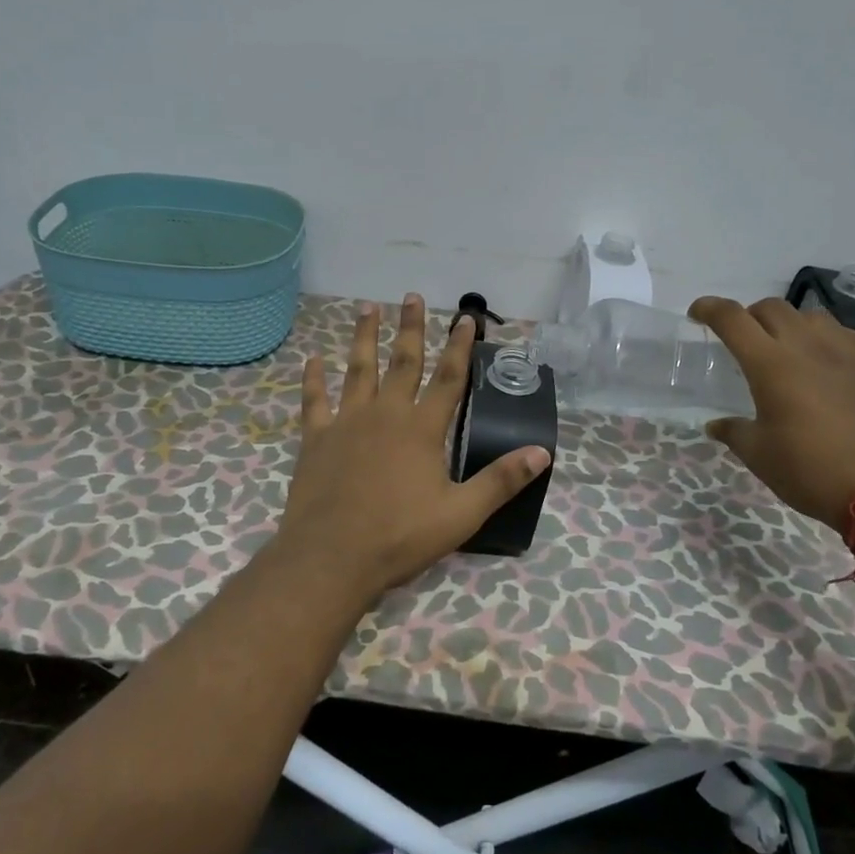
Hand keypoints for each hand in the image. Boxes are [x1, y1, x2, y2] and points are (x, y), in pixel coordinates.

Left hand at [273, 293, 550, 598]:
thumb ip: (501, 480)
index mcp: (422, 429)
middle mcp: (386, 414)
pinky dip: (313, 379)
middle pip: (403, 362)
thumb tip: (542, 452)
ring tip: (367, 308)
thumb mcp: (461, 514)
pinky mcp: (316, 439)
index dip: (460, 347)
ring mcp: (347, 422)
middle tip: (411, 296)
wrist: (332, 557)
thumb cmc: (400, 536)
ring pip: (358, 369)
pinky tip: (312, 360)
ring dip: (364, 337)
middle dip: (411, 328)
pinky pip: (314, 401)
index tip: (466, 318)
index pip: (448, 378)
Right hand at [689, 296, 854, 531]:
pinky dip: (826, 337)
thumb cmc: (812, 472)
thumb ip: (734, 432)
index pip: (732, 318)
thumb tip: (715, 425)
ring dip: (788, 323)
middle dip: (748, 316)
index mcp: (771, 365)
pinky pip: (845, 333)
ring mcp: (846, 352)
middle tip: (742, 340)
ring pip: (810, 315)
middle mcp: (807, 347)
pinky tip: (827, 359)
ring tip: (785, 348)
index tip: (697, 313)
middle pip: (770, 308)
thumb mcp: (760, 456)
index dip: (709, 308)